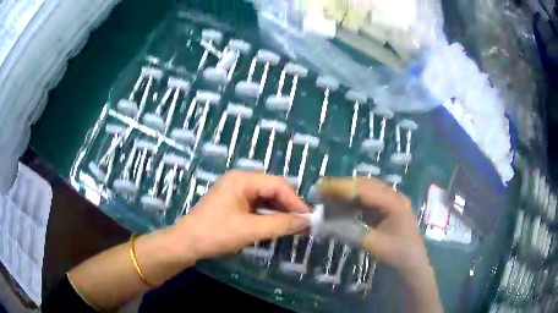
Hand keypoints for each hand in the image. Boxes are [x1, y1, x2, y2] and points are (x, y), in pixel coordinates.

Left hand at [174, 171, 310, 259]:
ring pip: (267, 199)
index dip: (295, 202)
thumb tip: (307, 221)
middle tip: (304, 225)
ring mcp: (237, 193)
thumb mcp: (250, 229)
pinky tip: (279, 227)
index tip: (308, 219)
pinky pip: (258, 207)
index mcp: (243, 179)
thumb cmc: (215, 233)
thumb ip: (280, 224)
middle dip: (289, 207)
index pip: (278, 185)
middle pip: (273, 190)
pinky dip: (270, 217)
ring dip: (281, 213)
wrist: (187, 244)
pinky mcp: (235, 204)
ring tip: (295, 227)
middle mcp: (241, 181)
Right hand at [318, 177, 441, 311]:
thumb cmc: (397, 254)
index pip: (365, 189)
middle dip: (342, 187)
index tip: (321, 187)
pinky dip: (352, 202)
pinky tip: (341, 206)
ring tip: (327, 197)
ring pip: (365, 191)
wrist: (412, 264)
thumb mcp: (373, 244)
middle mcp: (393, 196)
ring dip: (347, 193)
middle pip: (365, 185)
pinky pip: (367, 201)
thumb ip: (349, 230)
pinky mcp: (386, 209)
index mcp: (394, 203)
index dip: (342, 186)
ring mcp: (391, 202)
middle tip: (321, 190)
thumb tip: (325, 221)